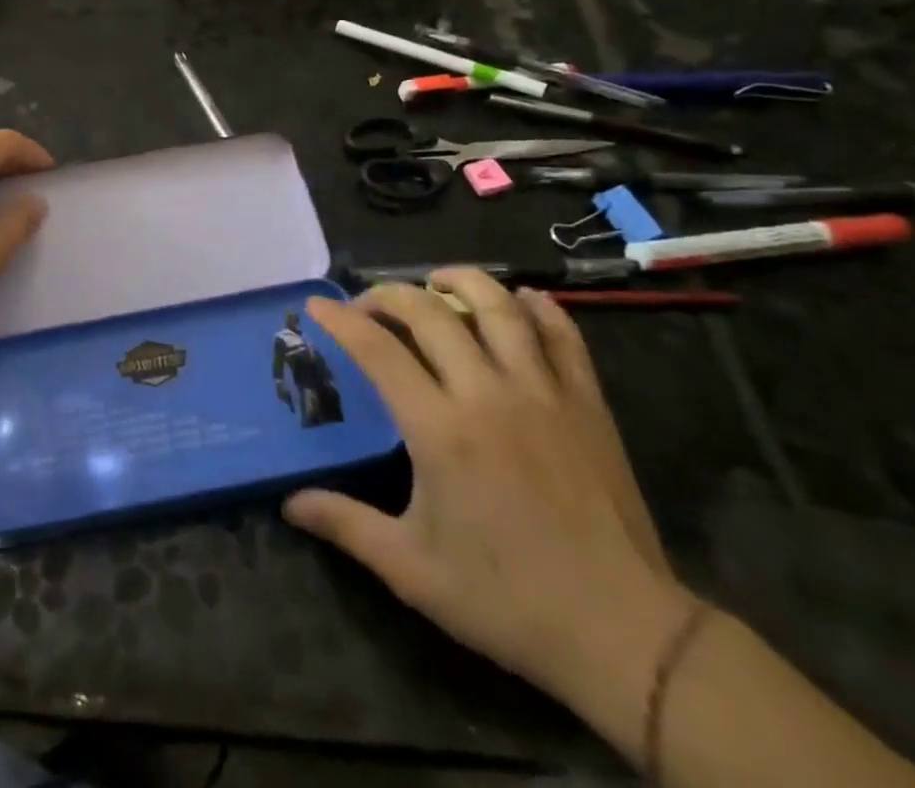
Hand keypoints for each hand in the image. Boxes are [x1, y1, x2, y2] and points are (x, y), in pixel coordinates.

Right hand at [282, 270, 694, 713]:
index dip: (341, 321)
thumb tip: (288, 504)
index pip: (377, 350)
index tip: (317, 306)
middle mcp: (488, 393)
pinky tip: (522, 300)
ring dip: (462, 281)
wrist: (626, 634)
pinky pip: (564, 335)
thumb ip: (346, 525)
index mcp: (440, 429)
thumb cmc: (508, 599)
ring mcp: (543, 393)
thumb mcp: (412, 570)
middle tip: (368, 303)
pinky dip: (539, 307)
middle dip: (389, 295)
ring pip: (499, 308)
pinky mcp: (587, 404)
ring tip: (437, 280)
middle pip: (431, 313)